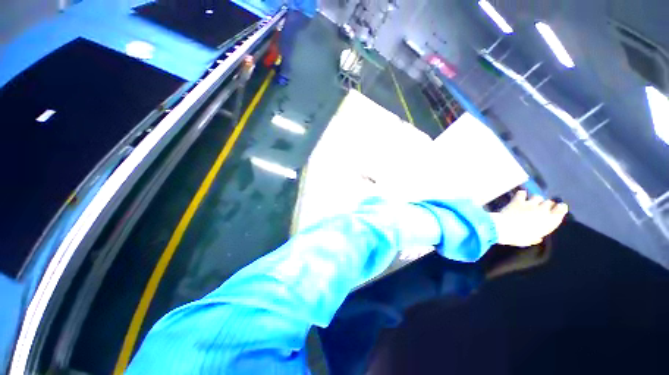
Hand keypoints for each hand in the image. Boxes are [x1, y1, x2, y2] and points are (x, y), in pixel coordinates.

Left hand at [490, 191, 567, 246]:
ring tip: (529, 203)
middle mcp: (543, 210)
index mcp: (550, 221)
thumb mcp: (531, 240)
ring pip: (537, 196)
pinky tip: (519, 196)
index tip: (556, 209)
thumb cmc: (519, 237)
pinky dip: (521, 194)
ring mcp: (530, 204)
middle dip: (545, 204)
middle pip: (549, 202)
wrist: (505, 228)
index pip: (562, 208)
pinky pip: (522, 193)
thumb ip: (536, 236)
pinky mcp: (518, 201)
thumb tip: (537, 238)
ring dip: (534, 199)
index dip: (559, 207)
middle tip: (539, 208)